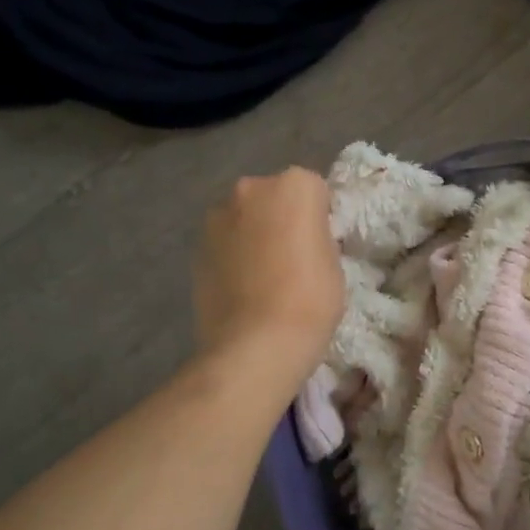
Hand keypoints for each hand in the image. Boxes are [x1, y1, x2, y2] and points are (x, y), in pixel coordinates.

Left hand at [194, 169, 343, 390]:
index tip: (322, 245)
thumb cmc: (311, 299)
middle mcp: (251, 188)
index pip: (314, 190)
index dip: (320, 218)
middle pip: (273, 197)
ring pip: (245, 218)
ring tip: (265, 276)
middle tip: (293, 257)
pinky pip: (225, 243)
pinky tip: (244, 287)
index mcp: (294, 186)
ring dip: (254, 234)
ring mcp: (217, 217)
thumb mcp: (334, 261)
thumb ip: (316, 236)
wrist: (257, 343)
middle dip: (282, 218)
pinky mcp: (196, 247)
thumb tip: (301, 238)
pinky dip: (233, 256)